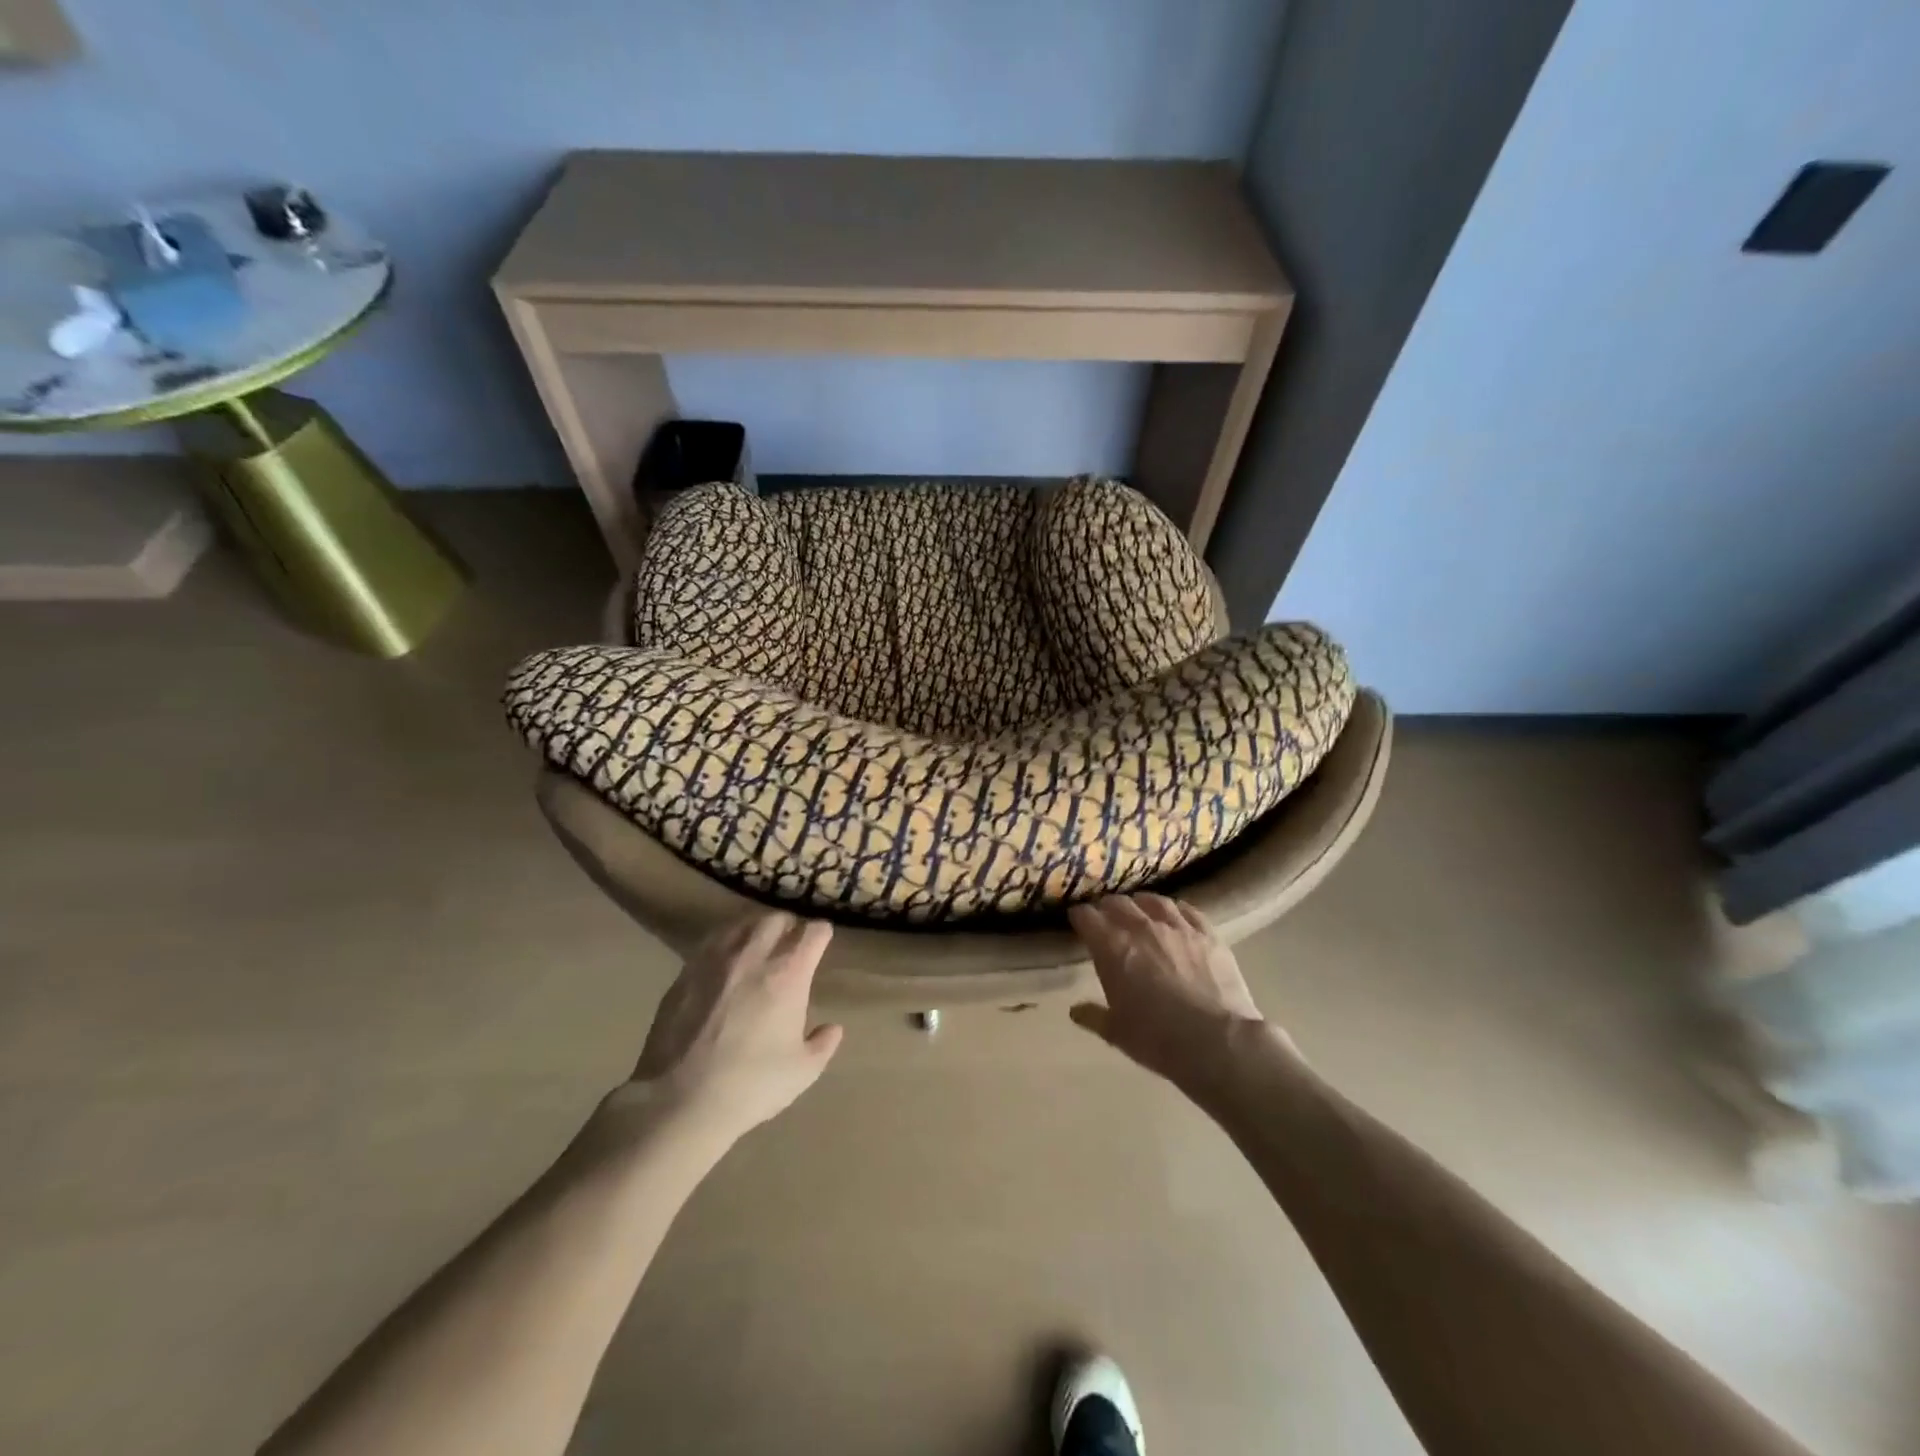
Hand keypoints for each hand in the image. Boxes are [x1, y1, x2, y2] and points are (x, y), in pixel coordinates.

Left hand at [623, 913, 843, 1143]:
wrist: (681, 1101)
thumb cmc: (752, 1085)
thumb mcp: (802, 1071)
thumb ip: (823, 1044)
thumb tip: (832, 1028)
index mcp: (788, 973)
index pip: (813, 932)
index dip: (821, 934)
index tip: (822, 941)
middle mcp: (753, 955)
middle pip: (776, 918)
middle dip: (788, 925)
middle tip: (790, 943)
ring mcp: (715, 961)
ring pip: (741, 924)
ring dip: (756, 929)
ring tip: (757, 946)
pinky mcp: (685, 973)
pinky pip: (711, 943)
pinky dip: (725, 944)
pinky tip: (724, 964)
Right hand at [1068, 895, 1293, 1097]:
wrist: (1216, 1042)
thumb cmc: (1157, 1039)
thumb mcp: (1116, 1033)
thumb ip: (1093, 1016)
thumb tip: (1075, 1010)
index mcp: (1113, 948)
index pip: (1087, 917)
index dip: (1080, 917)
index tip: (1078, 921)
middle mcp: (1142, 928)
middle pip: (1118, 903)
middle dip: (1107, 908)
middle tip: (1106, 917)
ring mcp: (1178, 927)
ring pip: (1153, 901)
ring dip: (1141, 904)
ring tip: (1139, 909)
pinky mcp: (1208, 934)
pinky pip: (1188, 910)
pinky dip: (1176, 909)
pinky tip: (1175, 914)